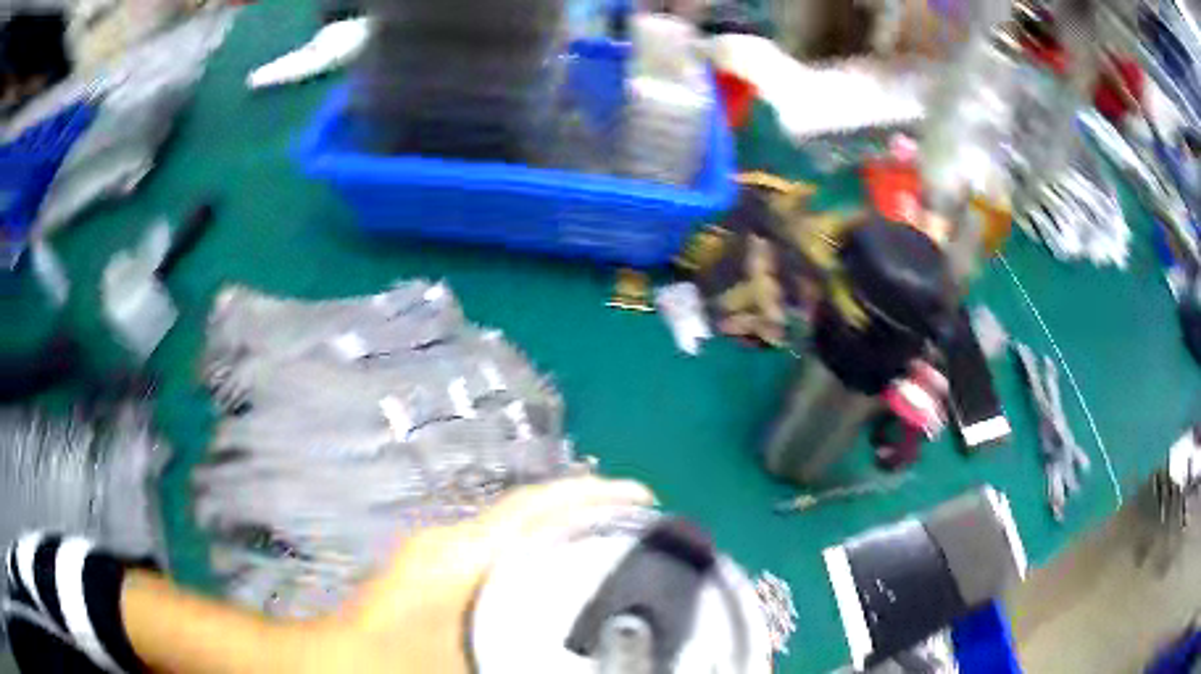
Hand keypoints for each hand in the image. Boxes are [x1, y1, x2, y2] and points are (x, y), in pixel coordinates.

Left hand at [312, 477, 654, 673]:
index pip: (536, 507)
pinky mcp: (433, 569)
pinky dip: (534, 550)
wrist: (336, 664)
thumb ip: (524, 649)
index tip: (645, 497)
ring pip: (514, 527)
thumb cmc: (396, 662)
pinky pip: (498, 548)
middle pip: (530, 508)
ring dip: (560, 528)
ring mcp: (439, 551)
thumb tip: (581, 649)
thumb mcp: (471, 661)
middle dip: (586, 507)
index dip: (593, 496)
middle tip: (641, 524)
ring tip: (612, 545)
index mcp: (462, 554)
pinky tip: (556, 575)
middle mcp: (452, 540)